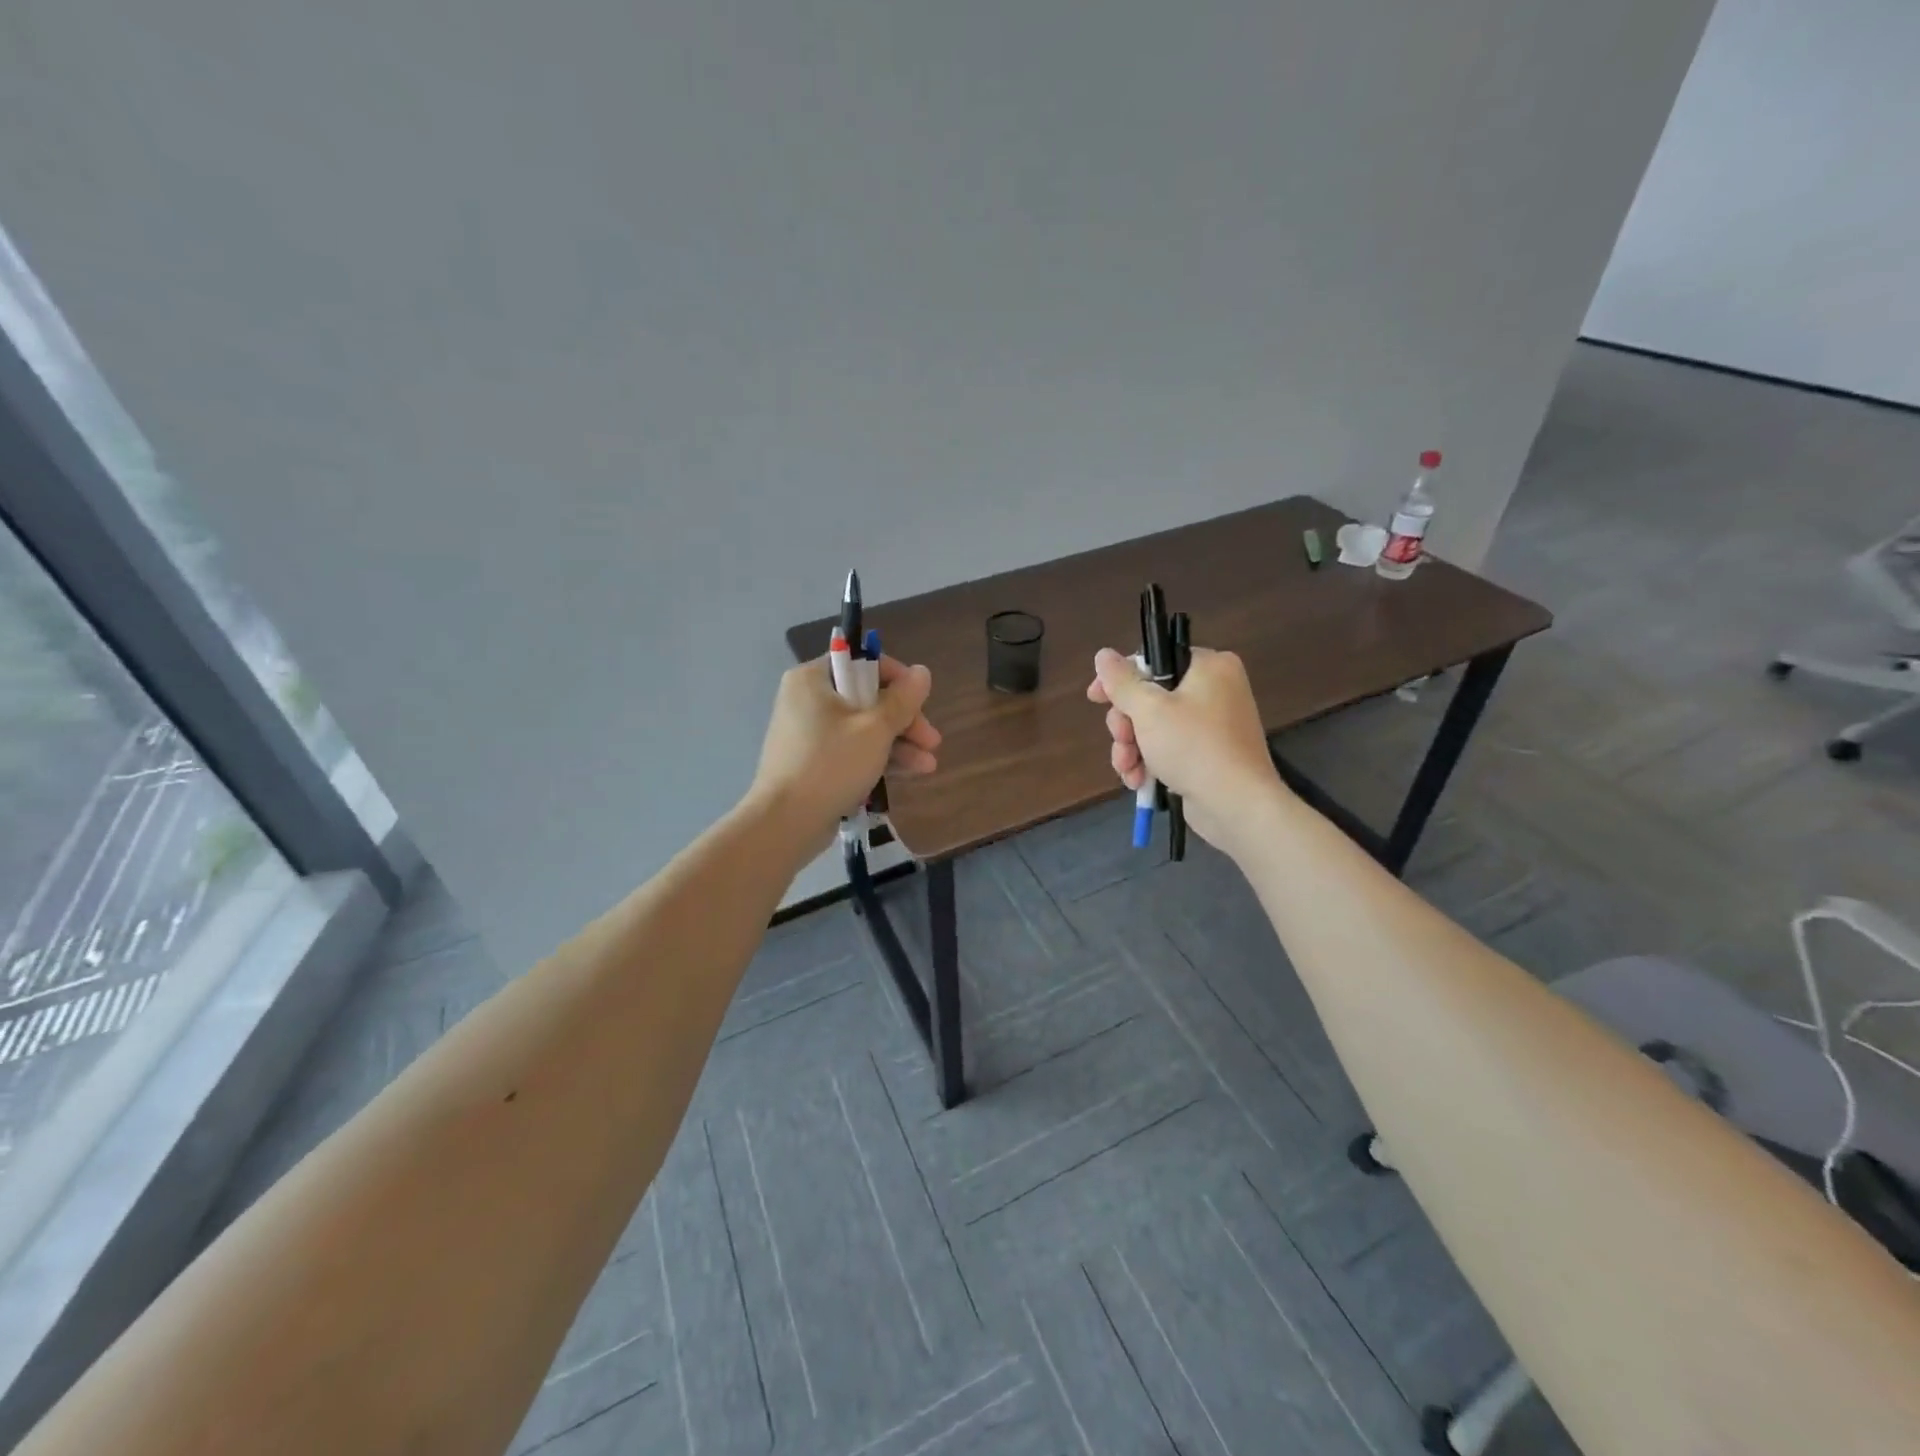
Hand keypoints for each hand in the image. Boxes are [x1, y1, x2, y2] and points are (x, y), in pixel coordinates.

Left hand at [751, 654, 939, 847]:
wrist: (785, 823)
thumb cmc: (831, 765)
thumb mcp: (875, 729)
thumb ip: (903, 699)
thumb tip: (923, 672)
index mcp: (813, 679)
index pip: (862, 662)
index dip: (898, 680)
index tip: (922, 702)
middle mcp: (807, 699)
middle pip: (867, 698)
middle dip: (904, 721)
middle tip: (932, 741)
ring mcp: (808, 733)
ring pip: (863, 728)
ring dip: (898, 743)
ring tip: (928, 765)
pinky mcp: (813, 762)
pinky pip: (851, 750)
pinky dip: (878, 758)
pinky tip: (910, 773)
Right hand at [1086, 646, 1284, 856]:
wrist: (1237, 805)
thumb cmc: (1193, 747)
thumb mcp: (1149, 710)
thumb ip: (1122, 681)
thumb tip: (1102, 654)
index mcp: (1209, 666)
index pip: (1153, 660)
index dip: (1120, 680)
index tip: (1095, 698)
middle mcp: (1214, 689)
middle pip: (1149, 696)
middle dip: (1126, 725)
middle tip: (1122, 741)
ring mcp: (1212, 723)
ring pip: (1154, 726)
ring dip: (1132, 748)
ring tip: (1128, 769)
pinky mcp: (1208, 753)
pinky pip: (1169, 747)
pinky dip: (1150, 761)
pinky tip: (1139, 780)